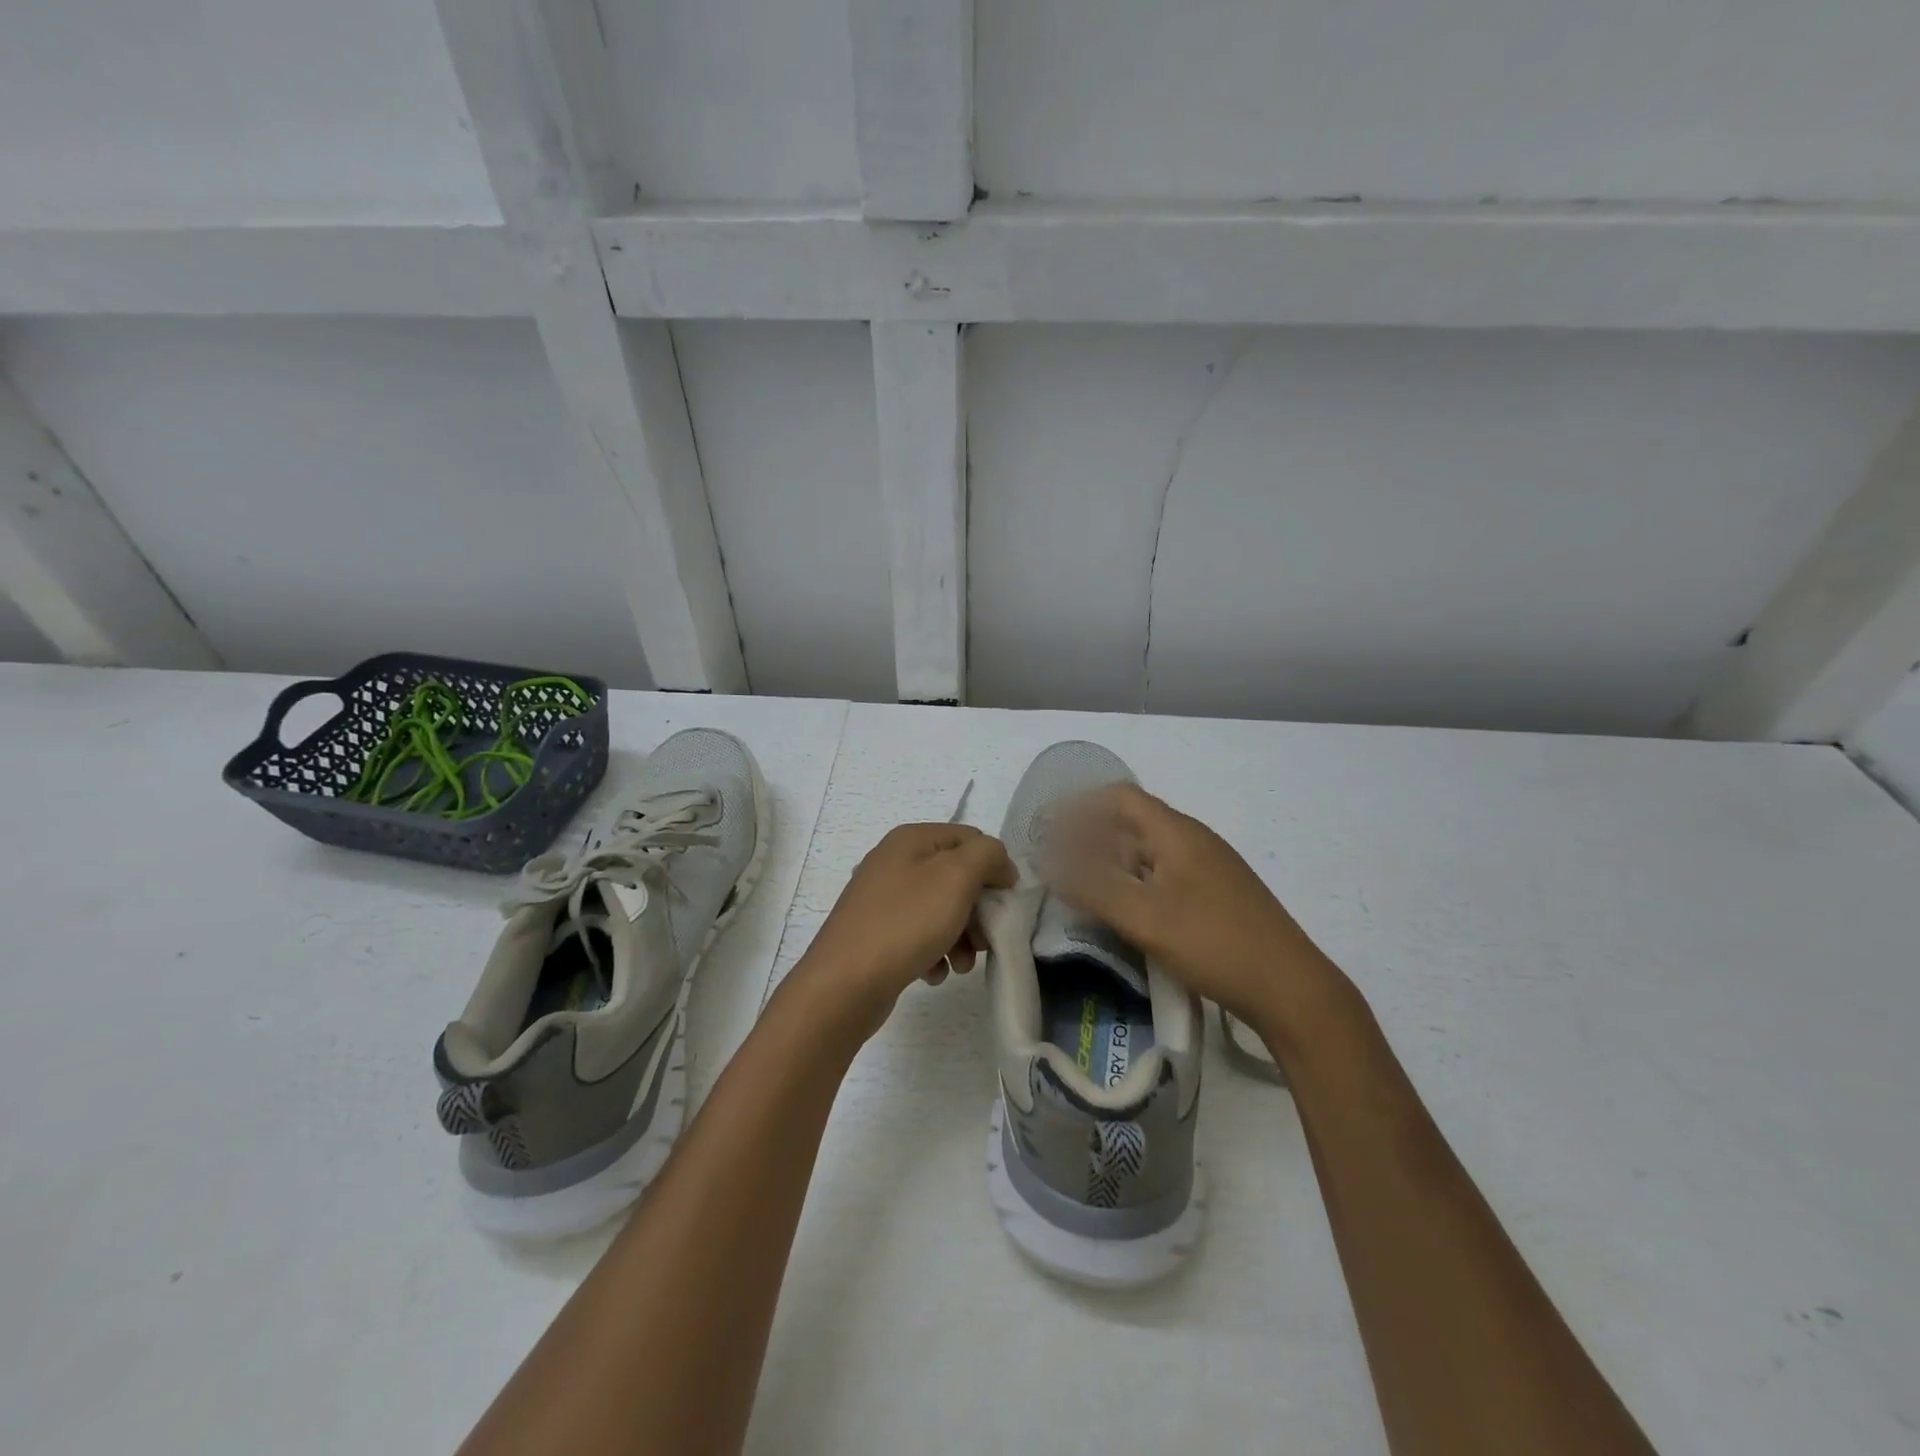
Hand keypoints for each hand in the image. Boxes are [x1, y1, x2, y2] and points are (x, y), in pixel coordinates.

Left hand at [796, 823, 1016, 1038]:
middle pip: (957, 877)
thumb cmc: (905, 923)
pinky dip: (934, 952)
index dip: (994, 868)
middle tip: (985, 940)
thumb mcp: (956, 877)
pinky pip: (919, 935)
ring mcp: (882, 898)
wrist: (844, 983)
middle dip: (978, 910)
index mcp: (911, 838)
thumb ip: (987, 856)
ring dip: (961, 937)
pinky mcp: (876, 932)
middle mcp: (894, 861)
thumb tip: (999, 866)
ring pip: (941, 910)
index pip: (971, 839)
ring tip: (961, 965)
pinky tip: (934, 973)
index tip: (1004, 904)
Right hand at [1042, 783, 1355, 1056]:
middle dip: (1089, 837)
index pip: (1120, 797)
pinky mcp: (1214, 897)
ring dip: (1110, 862)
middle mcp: (1193, 841)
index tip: (1048, 830)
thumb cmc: (1215, 943)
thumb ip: (1093, 888)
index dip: (1080, 807)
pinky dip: (1132, 883)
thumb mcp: (1145, 917)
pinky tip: (1120, 910)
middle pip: (1132, 823)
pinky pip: (1162, 876)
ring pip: (1147, 853)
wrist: (1291, 989)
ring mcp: (1207, 869)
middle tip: (1056, 862)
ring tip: (1079, 887)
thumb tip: (1046, 863)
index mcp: (1177, 833)